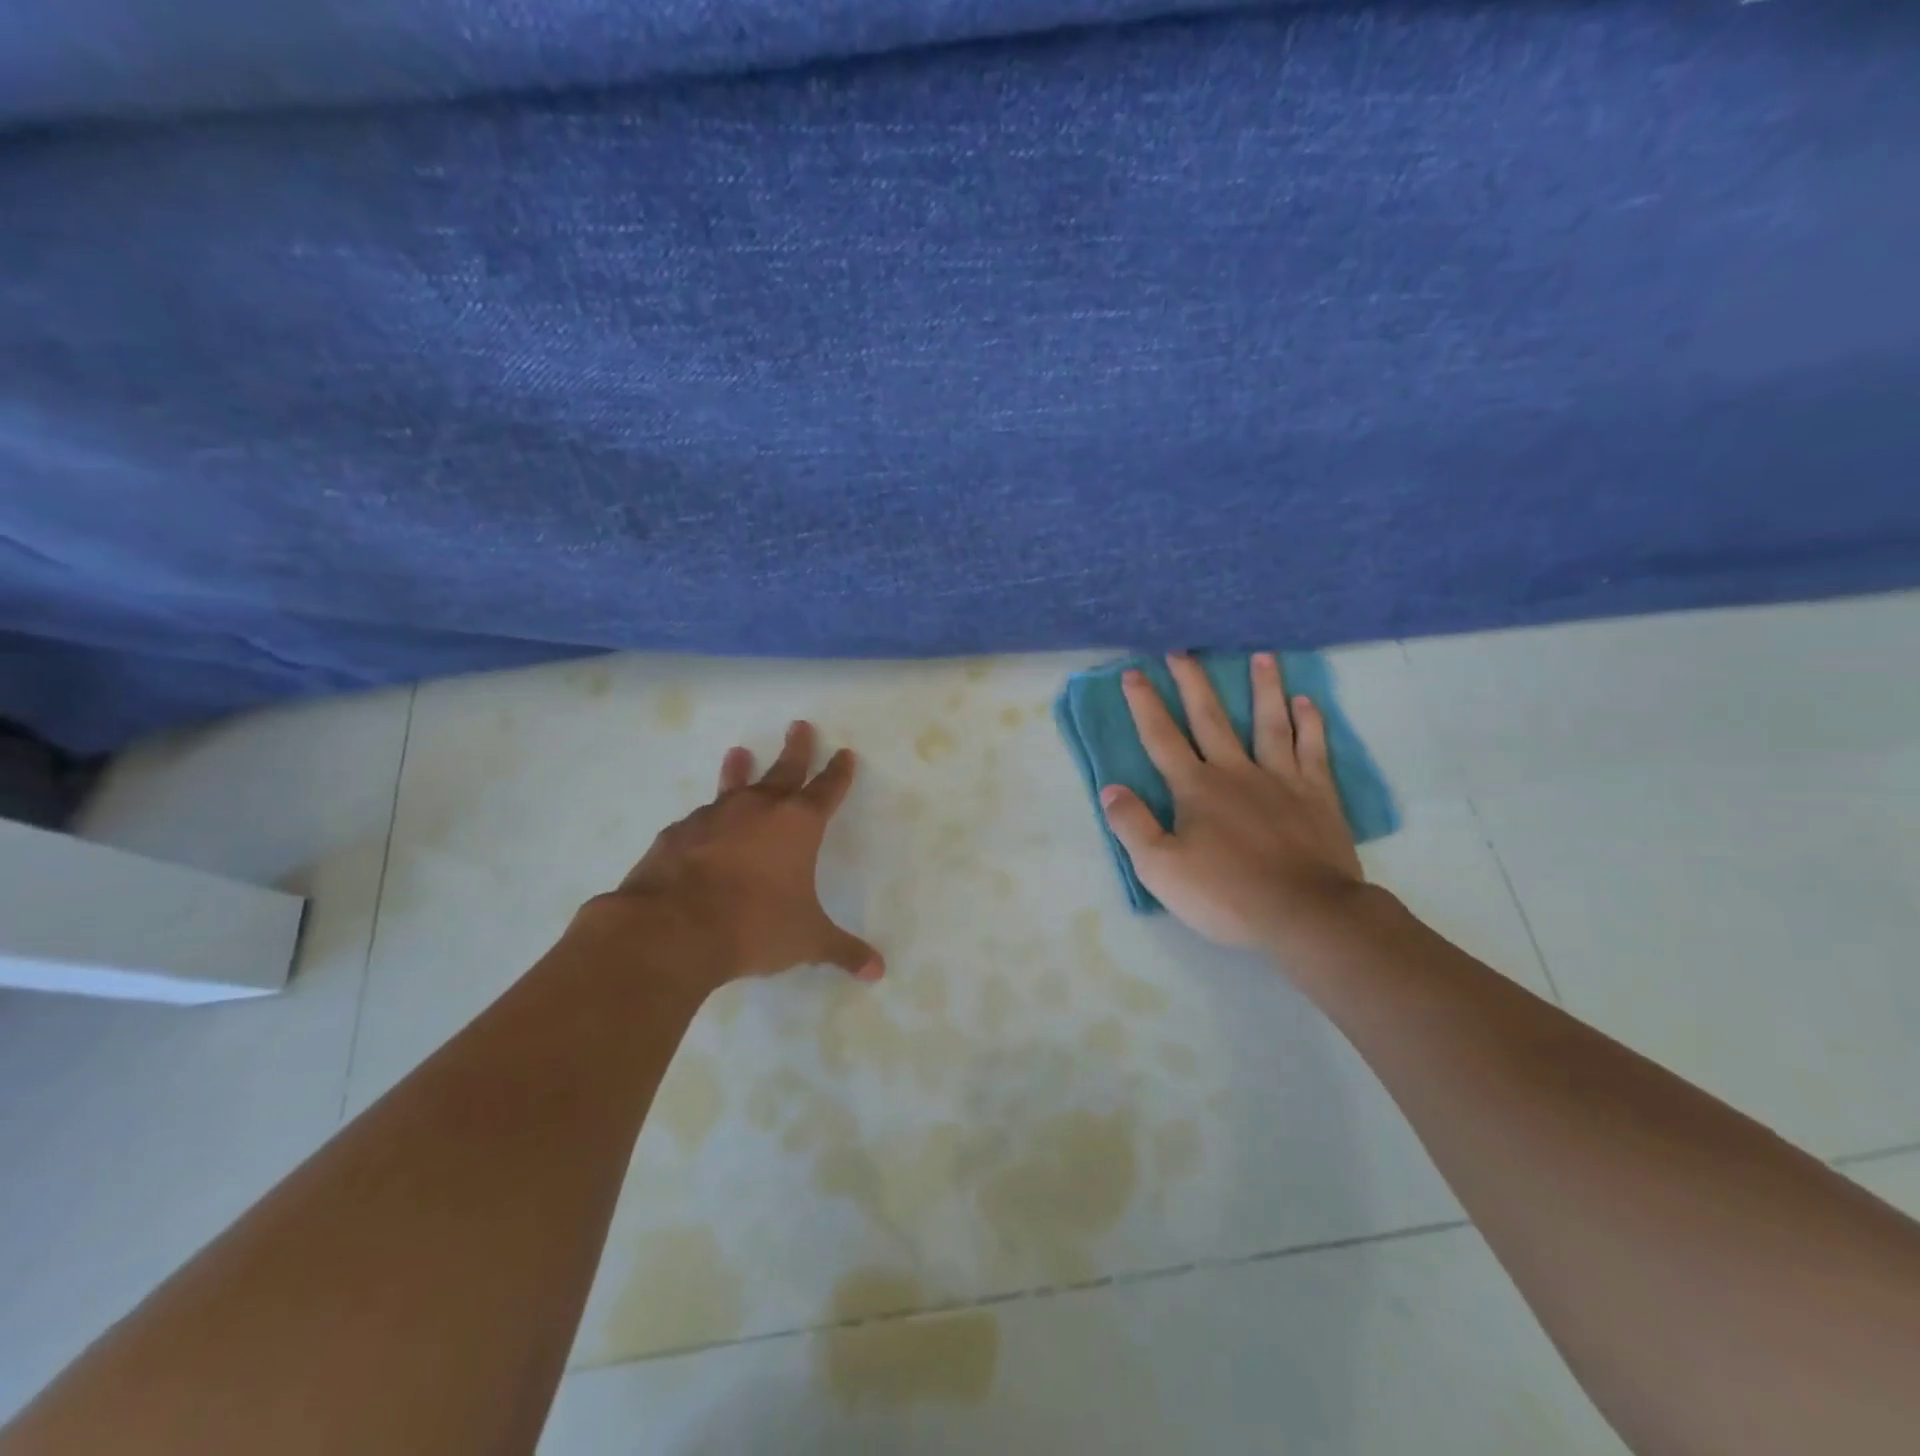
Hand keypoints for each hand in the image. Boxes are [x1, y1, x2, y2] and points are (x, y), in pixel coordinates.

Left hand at [584, 720, 883, 990]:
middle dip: (796, 749)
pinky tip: (700, 823)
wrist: (673, 928)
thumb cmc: (754, 926)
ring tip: (738, 752)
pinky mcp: (678, 833)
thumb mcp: (806, 941)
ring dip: (739, 770)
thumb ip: (843, 951)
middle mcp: (759, 810)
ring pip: (734, 785)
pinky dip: (706, 817)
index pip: (827, 790)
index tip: (845, 754)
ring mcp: (714, 817)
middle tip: (799, 725)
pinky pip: (698, 818)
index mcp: (798, 825)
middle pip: (784, 770)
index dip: (839, 773)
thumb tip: (878, 972)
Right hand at [1100, 653, 1365, 951]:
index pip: (1162, 737)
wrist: (1305, 914)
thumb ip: (1132, 825)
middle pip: (1210, 717)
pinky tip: (1307, 701)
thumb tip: (1110, 789)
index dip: (1145, 704)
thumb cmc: (1226, 894)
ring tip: (1262, 655)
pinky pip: (1313, 749)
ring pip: (1269, 722)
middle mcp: (1235, 771)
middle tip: (1183, 650)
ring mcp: (1281, 779)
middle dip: (1193, 683)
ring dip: (1263, 687)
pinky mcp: (1317, 795)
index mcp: (1195, 788)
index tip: (1133, 673)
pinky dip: (1310, 723)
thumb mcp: (1160, 868)